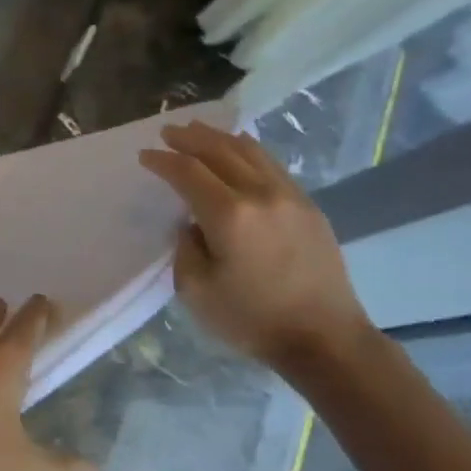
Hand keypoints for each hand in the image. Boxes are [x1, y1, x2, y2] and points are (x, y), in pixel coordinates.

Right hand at [139, 121, 372, 368]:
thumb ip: (186, 247)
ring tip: (198, 132)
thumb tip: (192, 224)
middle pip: (219, 150)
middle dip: (189, 138)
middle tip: (168, 132)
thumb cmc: (252, 320)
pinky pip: (271, 164)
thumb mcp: (196, 290)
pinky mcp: (308, 206)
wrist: (325, 339)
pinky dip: (246, 151)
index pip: (187, 172)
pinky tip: (237, 152)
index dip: (162, 161)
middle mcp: (260, 194)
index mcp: (229, 215)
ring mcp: (290, 196)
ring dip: (219, 138)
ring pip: (250, 151)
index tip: (145, 156)